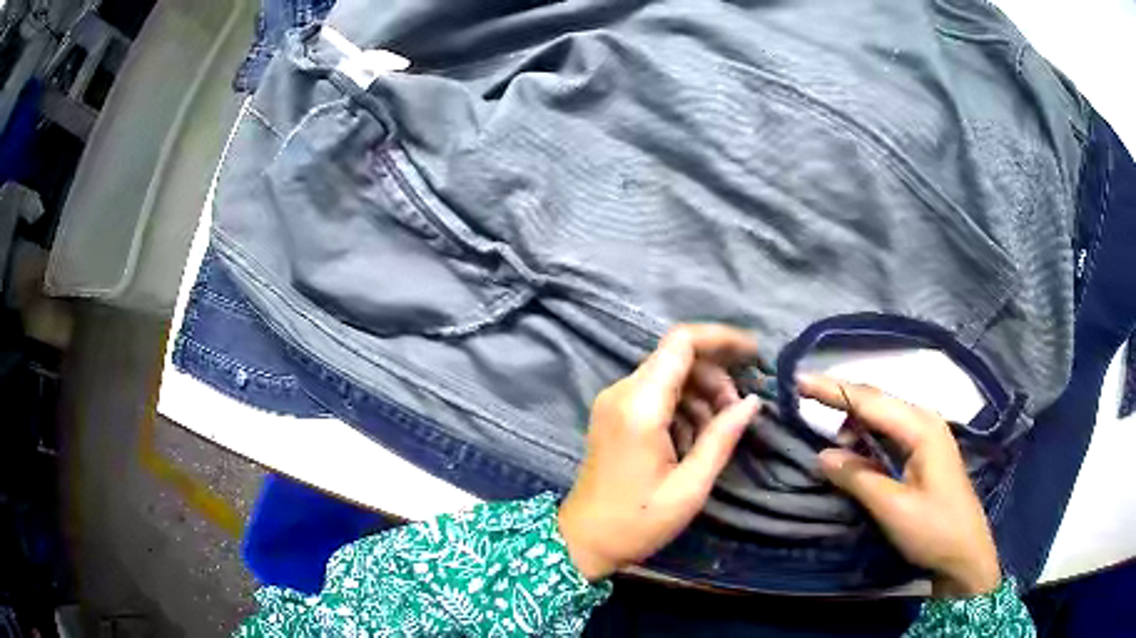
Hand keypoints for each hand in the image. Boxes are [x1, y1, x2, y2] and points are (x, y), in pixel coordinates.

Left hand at [558, 325, 761, 580]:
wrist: (582, 540)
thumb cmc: (637, 521)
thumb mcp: (690, 487)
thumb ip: (722, 438)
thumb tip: (752, 401)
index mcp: (640, 406)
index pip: (681, 342)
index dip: (721, 338)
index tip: (754, 354)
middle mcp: (622, 393)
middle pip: (677, 357)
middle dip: (716, 376)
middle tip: (737, 411)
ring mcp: (614, 402)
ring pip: (669, 374)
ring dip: (701, 393)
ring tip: (719, 430)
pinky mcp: (614, 414)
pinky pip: (656, 393)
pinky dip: (683, 406)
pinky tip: (694, 438)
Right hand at [797, 374, 1001, 597]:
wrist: (965, 552)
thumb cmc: (933, 529)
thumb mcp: (892, 508)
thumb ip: (858, 477)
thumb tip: (823, 454)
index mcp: (921, 428)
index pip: (870, 401)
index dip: (833, 390)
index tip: (799, 381)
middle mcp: (925, 420)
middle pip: (877, 400)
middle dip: (841, 398)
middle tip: (804, 396)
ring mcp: (927, 434)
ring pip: (883, 415)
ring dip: (854, 420)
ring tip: (830, 439)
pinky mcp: (925, 450)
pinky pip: (890, 432)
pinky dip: (867, 435)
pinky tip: (855, 448)